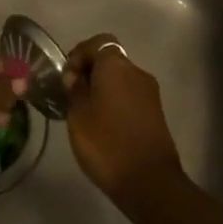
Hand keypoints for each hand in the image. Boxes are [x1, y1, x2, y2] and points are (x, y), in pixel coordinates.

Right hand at [62, 35, 181, 204]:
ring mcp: (150, 92)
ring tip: (86, 113)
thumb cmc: (106, 142)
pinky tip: (104, 125)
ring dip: (103, 89)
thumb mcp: (78, 115)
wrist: (149, 180)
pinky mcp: (156, 112)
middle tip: (72, 95)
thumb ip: (75, 89)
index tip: (66, 77)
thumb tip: (75, 76)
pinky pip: (130, 96)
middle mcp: (136, 71)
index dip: (79, 54)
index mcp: (116, 65)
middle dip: (90, 73)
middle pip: (110, 60)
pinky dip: (116, 102)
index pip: (97, 42)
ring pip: (121, 79)